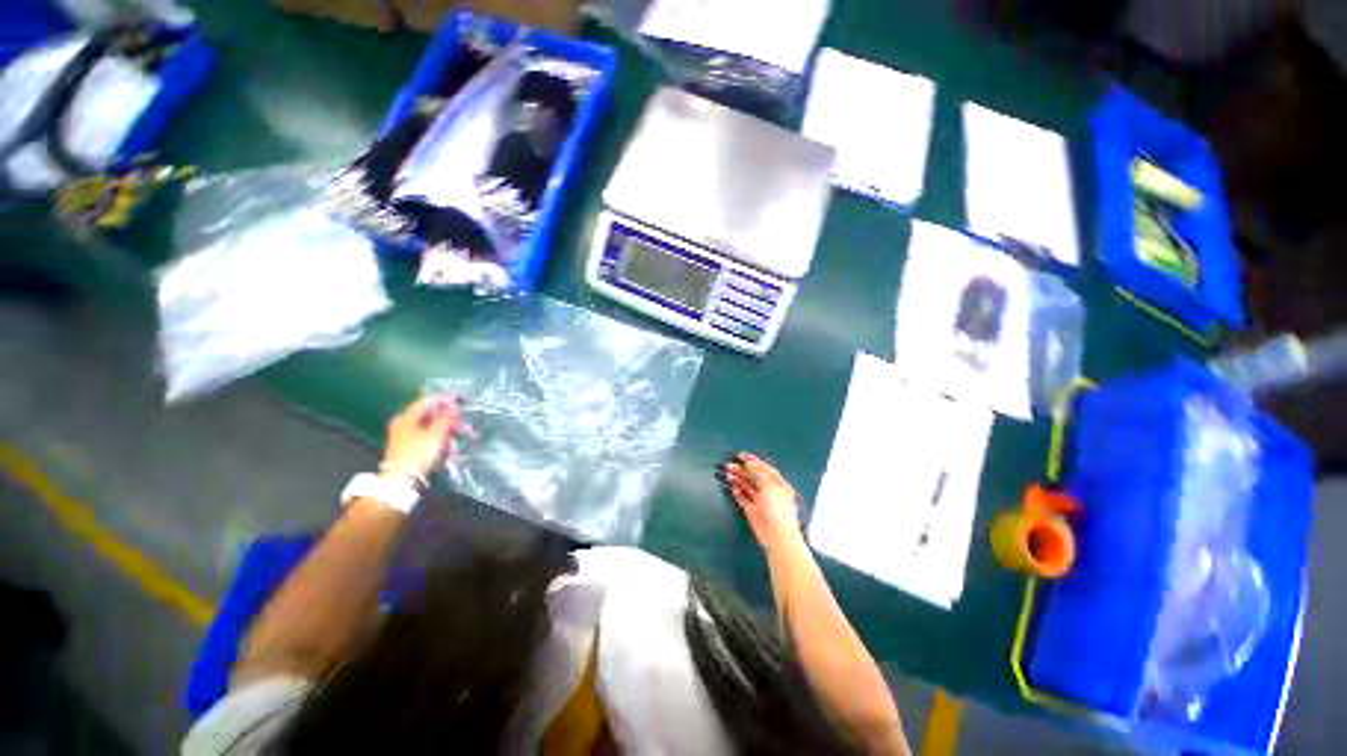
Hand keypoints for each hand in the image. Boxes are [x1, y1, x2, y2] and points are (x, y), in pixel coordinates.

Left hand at [381, 394, 461, 479]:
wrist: (401, 479)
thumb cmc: (417, 453)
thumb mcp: (435, 434)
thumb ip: (446, 418)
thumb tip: (454, 404)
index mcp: (406, 417)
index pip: (426, 401)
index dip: (443, 400)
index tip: (459, 400)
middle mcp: (403, 423)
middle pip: (429, 415)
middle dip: (447, 417)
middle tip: (462, 420)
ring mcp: (404, 435)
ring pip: (429, 426)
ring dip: (446, 428)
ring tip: (460, 433)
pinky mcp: (408, 447)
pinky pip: (426, 436)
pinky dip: (439, 437)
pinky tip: (449, 442)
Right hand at [724, 452, 802, 548]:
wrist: (778, 535)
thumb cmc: (778, 508)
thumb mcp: (769, 484)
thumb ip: (759, 472)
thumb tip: (750, 463)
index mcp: (778, 483)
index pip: (765, 468)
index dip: (753, 461)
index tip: (741, 455)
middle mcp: (769, 491)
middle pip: (754, 477)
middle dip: (742, 470)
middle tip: (730, 465)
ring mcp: (761, 501)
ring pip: (748, 487)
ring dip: (738, 480)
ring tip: (728, 474)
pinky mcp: (753, 512)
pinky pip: (744, 499)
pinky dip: (738, 493)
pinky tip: (734, 488)